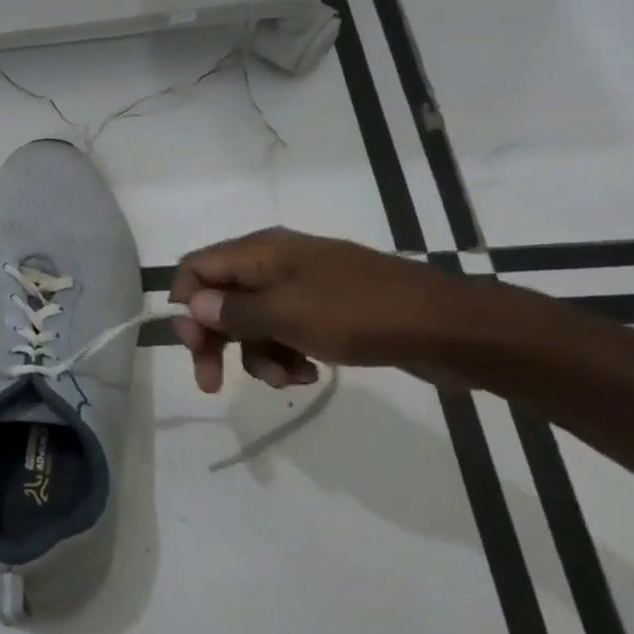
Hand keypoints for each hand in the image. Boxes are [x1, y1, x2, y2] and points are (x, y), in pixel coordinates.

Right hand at [170, 228, 466, 392]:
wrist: (448, 328)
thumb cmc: (358, 313)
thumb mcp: (286, 313)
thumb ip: (232, 310)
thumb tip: (193, 304)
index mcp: (261, 252)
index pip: (196, 268)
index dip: (186, 305)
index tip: (194, 347)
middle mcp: (275, 264)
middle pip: (220, 299)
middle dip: (215, 340)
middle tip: (212, 381)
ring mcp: (303, 287)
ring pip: (253, 323)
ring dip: (257, 356)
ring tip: (287, 380)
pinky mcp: (327, 312)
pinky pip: (286, 332)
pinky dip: (287, 355)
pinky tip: (309, 374)